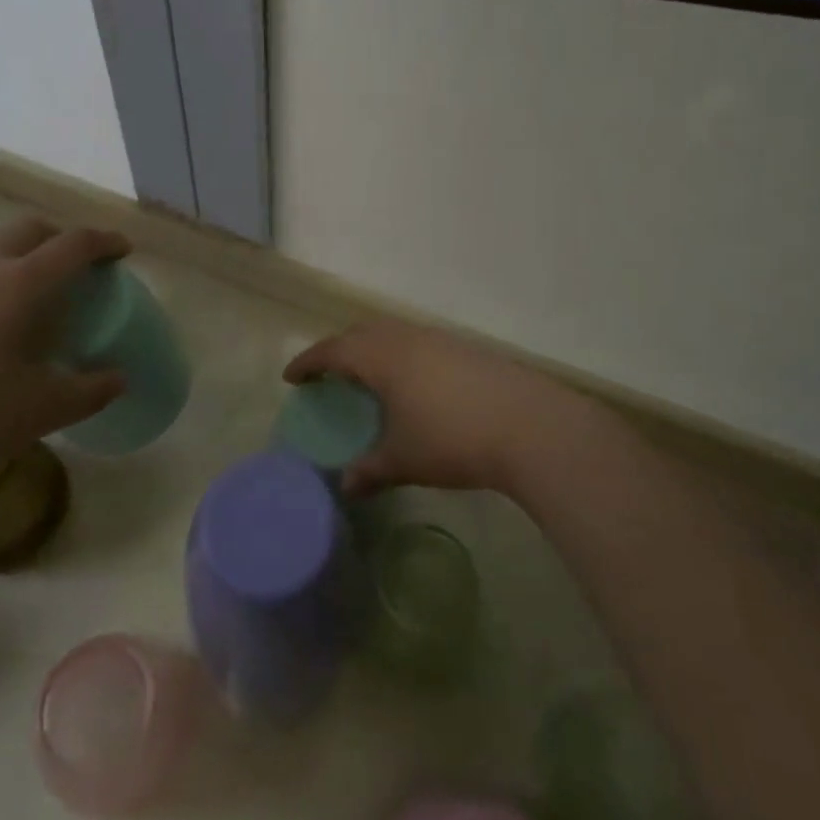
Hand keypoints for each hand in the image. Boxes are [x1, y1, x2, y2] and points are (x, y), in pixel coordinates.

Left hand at [0, 219, 129, 500]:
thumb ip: (90, 390)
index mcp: (20, 284)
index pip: (73, 244)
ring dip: (22, 263)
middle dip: (61, 238)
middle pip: (29, 230)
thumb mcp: (41, 410)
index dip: (104, 242)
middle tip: (79, 267)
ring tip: (34, 306)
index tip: (123, 250)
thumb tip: (118, 379)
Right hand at [284, 321, 590, 497]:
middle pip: (362, 332)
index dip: (309, 362)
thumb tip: (346, 486)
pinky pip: (418, 341)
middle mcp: (406, 338)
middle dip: (339, 349)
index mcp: (382, 356)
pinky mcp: (465, 348)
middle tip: (328, 375)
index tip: (291, 377)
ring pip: (392, 333)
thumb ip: (370, 470)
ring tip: (368, 378)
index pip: (333, 350)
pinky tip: (413, 384)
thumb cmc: (453, 438)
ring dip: (372, 349)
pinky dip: (401, 354)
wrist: (528, 423)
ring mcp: (439, 339)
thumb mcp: (405, 459)